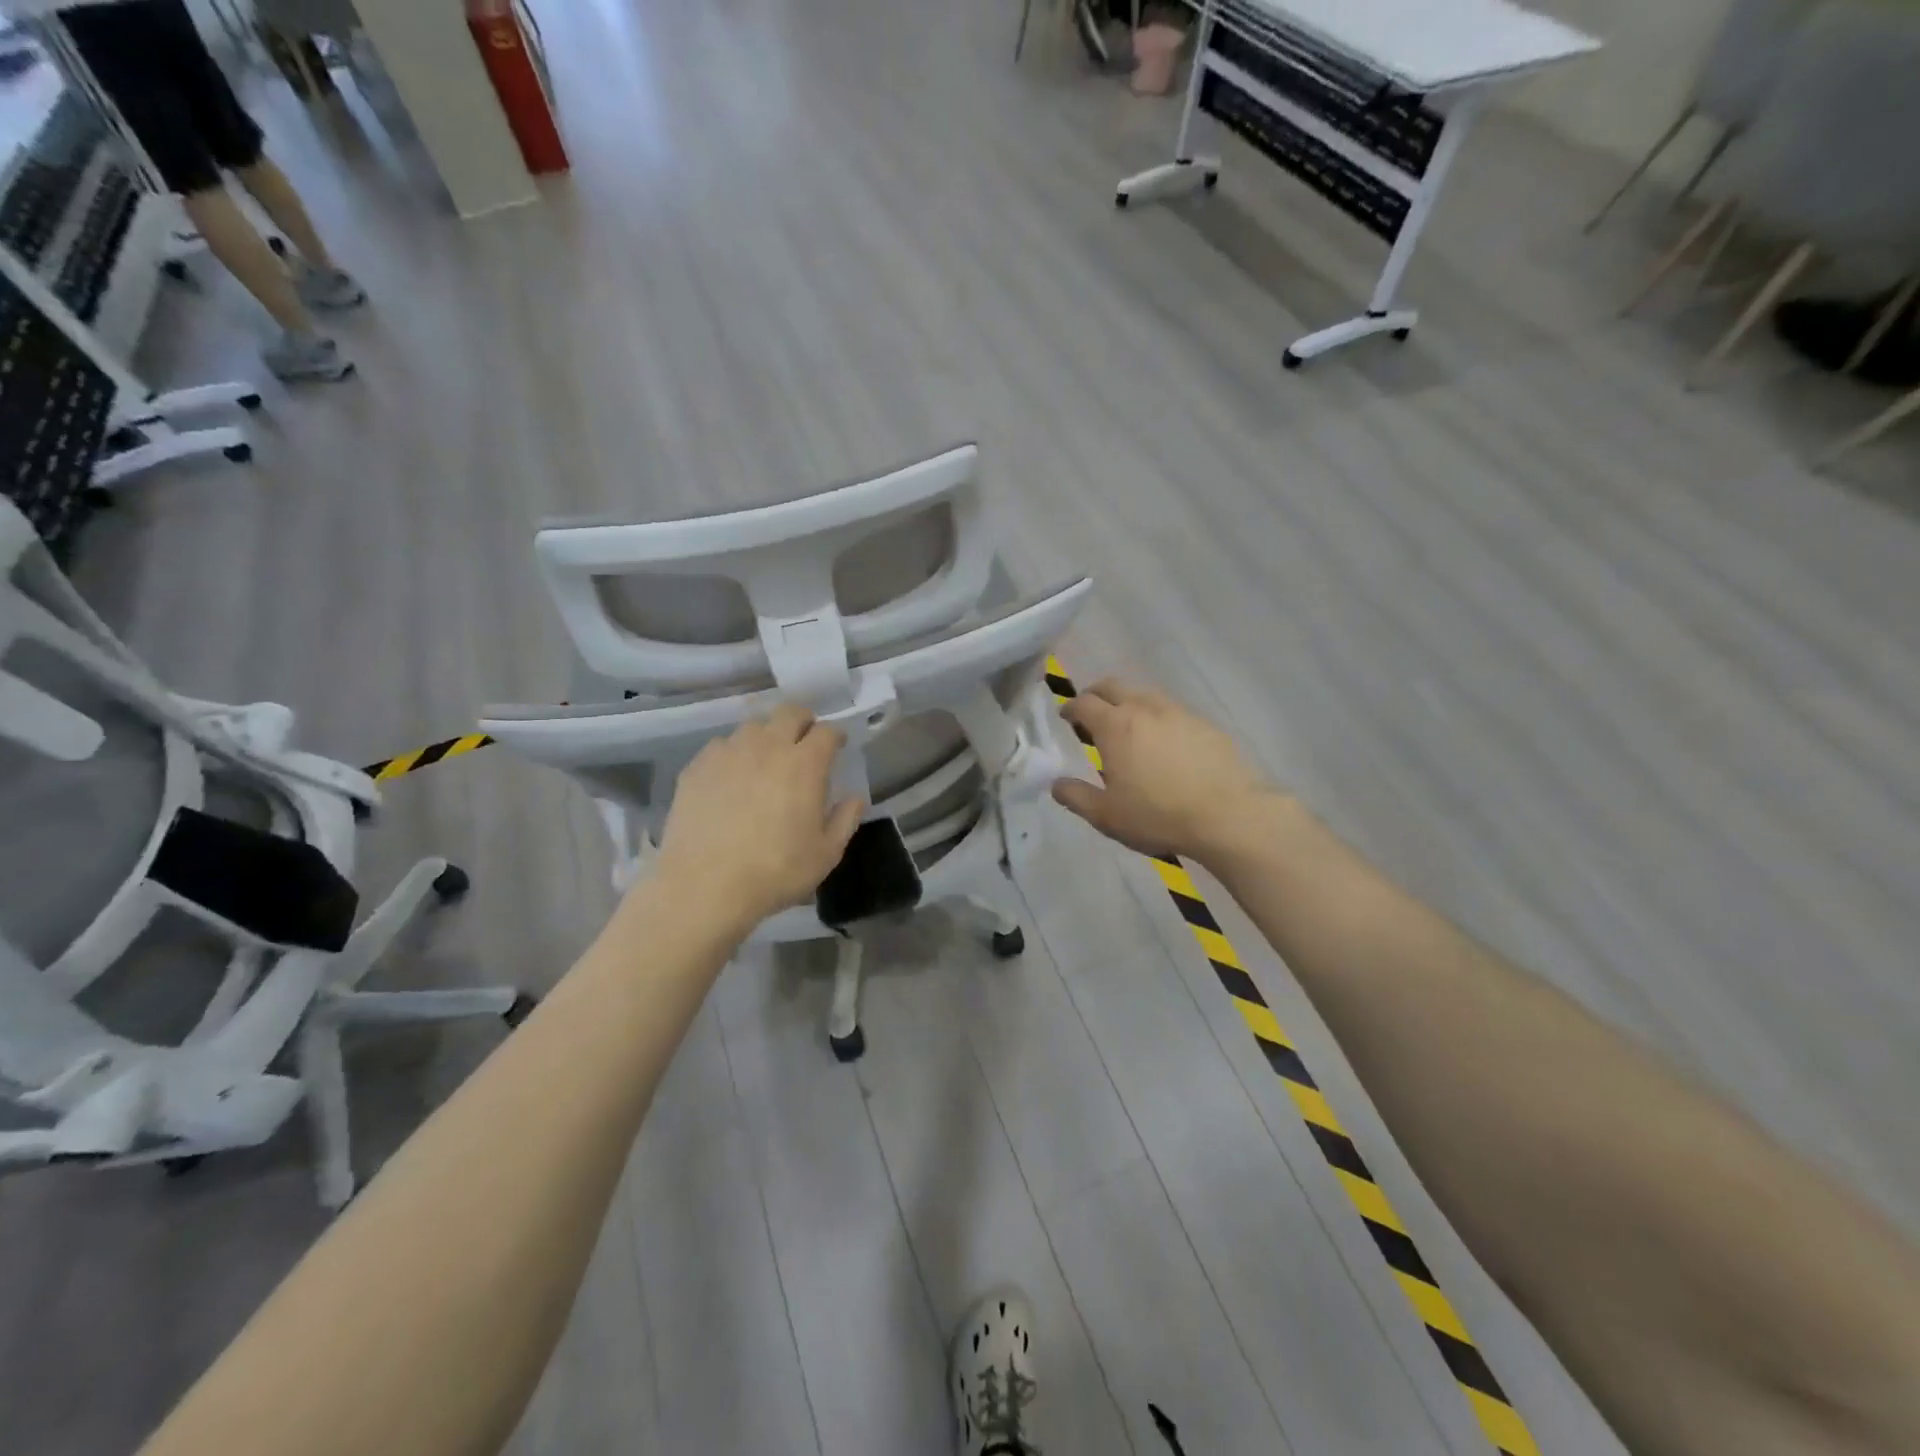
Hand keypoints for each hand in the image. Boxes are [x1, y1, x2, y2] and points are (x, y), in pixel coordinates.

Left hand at [654, 703, 864, 926]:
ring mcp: (728, 753)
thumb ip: (845, 820)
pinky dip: (733, 754)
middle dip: (803, 721)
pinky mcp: (697, 766)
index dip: (835, 736)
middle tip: (804, 742)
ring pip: (752, 726)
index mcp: (804, 764)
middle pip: (789, 712)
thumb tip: (854, 798)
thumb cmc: (775, 871)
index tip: (837, 747)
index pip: (827, 731)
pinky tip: (731, 778)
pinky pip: (721, 746)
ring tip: (765, 760)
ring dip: (766, 736)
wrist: (704, 886)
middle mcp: (767, 747)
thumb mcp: (826, 854)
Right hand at [1052, 678, 1287, 863]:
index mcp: (1115, 726)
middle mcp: (1144, 708)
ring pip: (1145, 694)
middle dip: (1096, 695)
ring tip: (1128, 728)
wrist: (1228, 815)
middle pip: (1113, 686)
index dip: (1070, 708)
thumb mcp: (1106, 815)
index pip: (1083, 703)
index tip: (1065, 718)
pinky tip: (1164, 742)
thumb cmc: (1158, 815)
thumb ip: (1075, 796)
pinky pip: (1172, 710)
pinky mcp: (1205, 724)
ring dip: (1129, 703)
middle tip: (1091, 714)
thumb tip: (1055, 783)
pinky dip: (1157, 717)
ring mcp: (1178, 712)